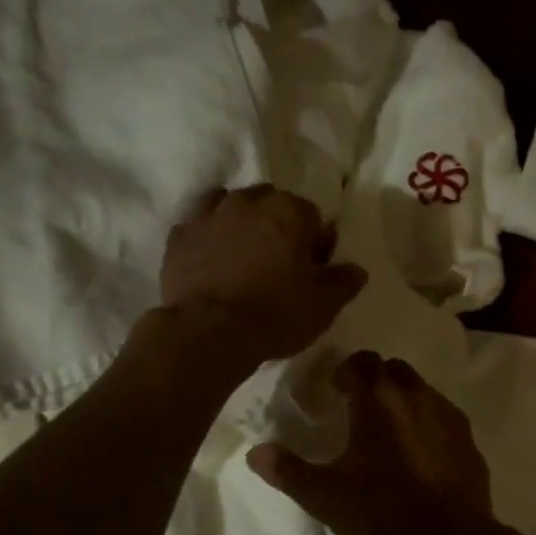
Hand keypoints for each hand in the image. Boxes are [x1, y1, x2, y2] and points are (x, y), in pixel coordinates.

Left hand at [161, 186, 366, 365]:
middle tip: (280, 264)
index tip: (313, 271)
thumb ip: (344, 281)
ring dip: (242, 225)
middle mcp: (248, 202)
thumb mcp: (324, 304)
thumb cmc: (275, 314)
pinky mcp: (179, 238)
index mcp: (289, 211)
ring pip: (232, 207)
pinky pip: (199, 228)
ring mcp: (209, 216)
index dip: (316, 244)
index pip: (313, 217)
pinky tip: (212, 263)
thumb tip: (356, 269)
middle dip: (279, 227)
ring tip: (245, 260)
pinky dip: (209, 239)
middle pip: (271, 205)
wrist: (208, 332)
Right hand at [247, 351, 494, 534]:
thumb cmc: (382, 512)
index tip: (333, 391)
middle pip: (392, 369)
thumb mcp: (325, 496)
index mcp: (378, 399)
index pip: (360, 362)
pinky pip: (441, 415)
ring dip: (401, 400)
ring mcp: (447, 414)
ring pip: (420, 390)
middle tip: (357, 408)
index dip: (344, 371)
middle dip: (374, 380)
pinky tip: (419, 452)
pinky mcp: (468, 437)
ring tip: (387, 432)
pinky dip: (426, 422)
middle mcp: (416, 395)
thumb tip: (255, 452)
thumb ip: (288, 470)